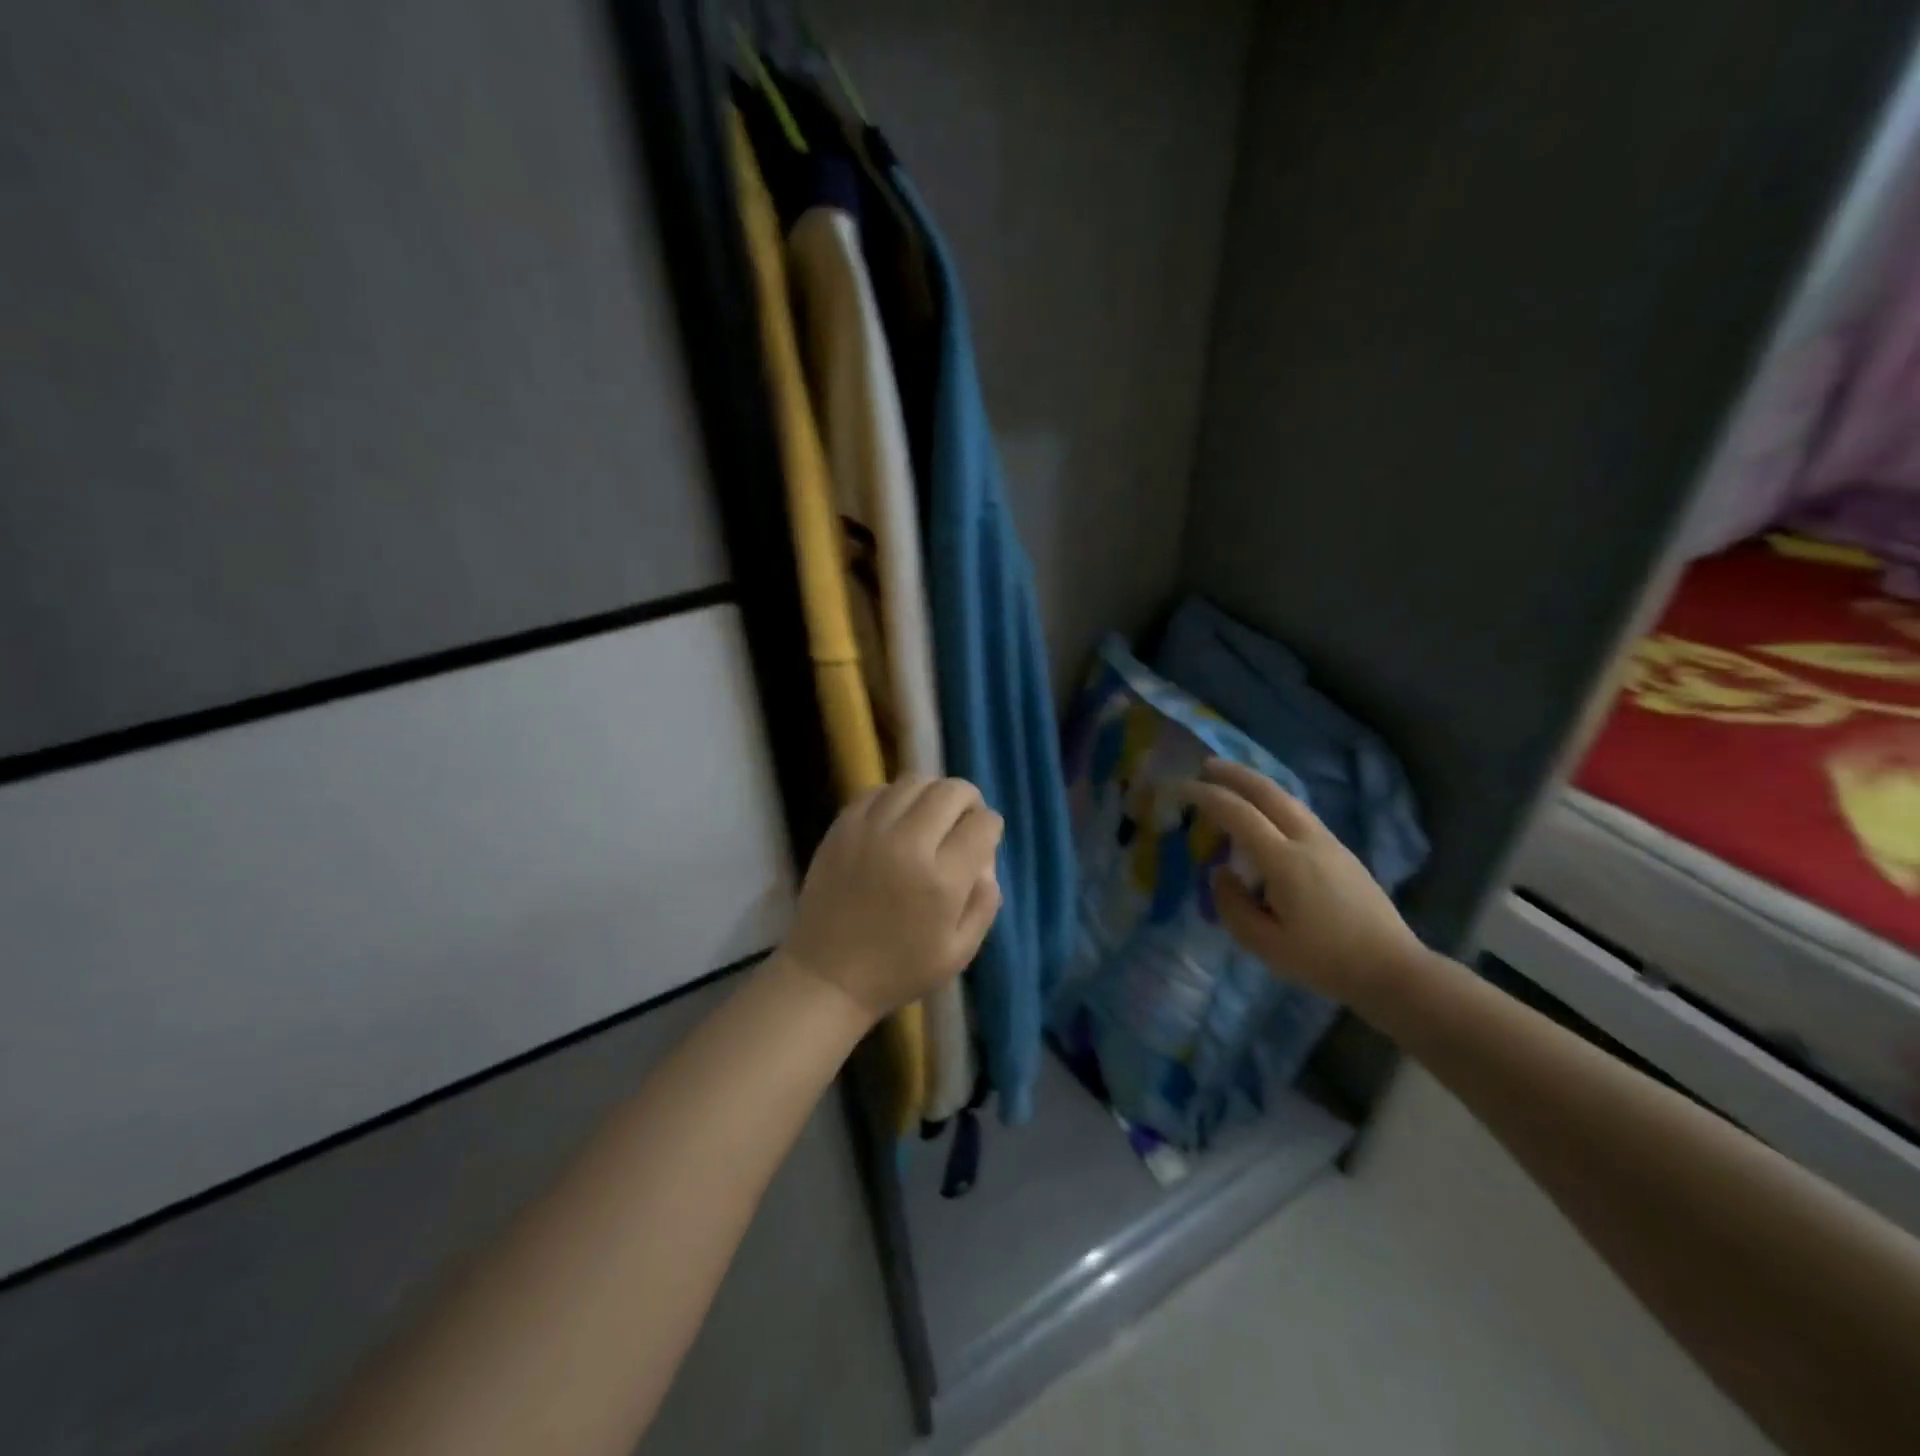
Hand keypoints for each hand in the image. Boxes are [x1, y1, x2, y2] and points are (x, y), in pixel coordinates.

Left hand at [782, 775, 1003, 1021]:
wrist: (828, 976)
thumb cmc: (899, 970)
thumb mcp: (959, 951)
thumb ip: (985, 902)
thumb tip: (987, 861)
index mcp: (941, 880)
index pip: (982, 824)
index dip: (990, 828)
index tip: (984, 841)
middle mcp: (908, 844)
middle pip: (952, 791)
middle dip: (968, 800)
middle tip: (963, 821)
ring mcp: (870, 831)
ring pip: (915, 781)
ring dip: (932, 793)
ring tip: (930, 816)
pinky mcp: (842, 827)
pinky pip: (877, 790)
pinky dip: (895, 797)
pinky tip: (896, 819)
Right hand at [1182, 758, 1423, 1005]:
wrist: (1391, 969)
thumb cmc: (1324, 961)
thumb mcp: (1264, 944)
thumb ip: (1231, 906)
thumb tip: (1221, 874)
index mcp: (1285, 861)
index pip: (1238, 814)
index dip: (1206, 796)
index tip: (1180, 788)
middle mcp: (1307, 840)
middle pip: (1267, 792)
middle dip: (1234, 774)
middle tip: (1205, 765)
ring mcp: (1329, 842)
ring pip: (1287, 798)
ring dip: (1256, 784)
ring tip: (1231, 782)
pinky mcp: (1341, 851)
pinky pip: (1299, 812)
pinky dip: (1273, 800)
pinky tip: (1264, 812)